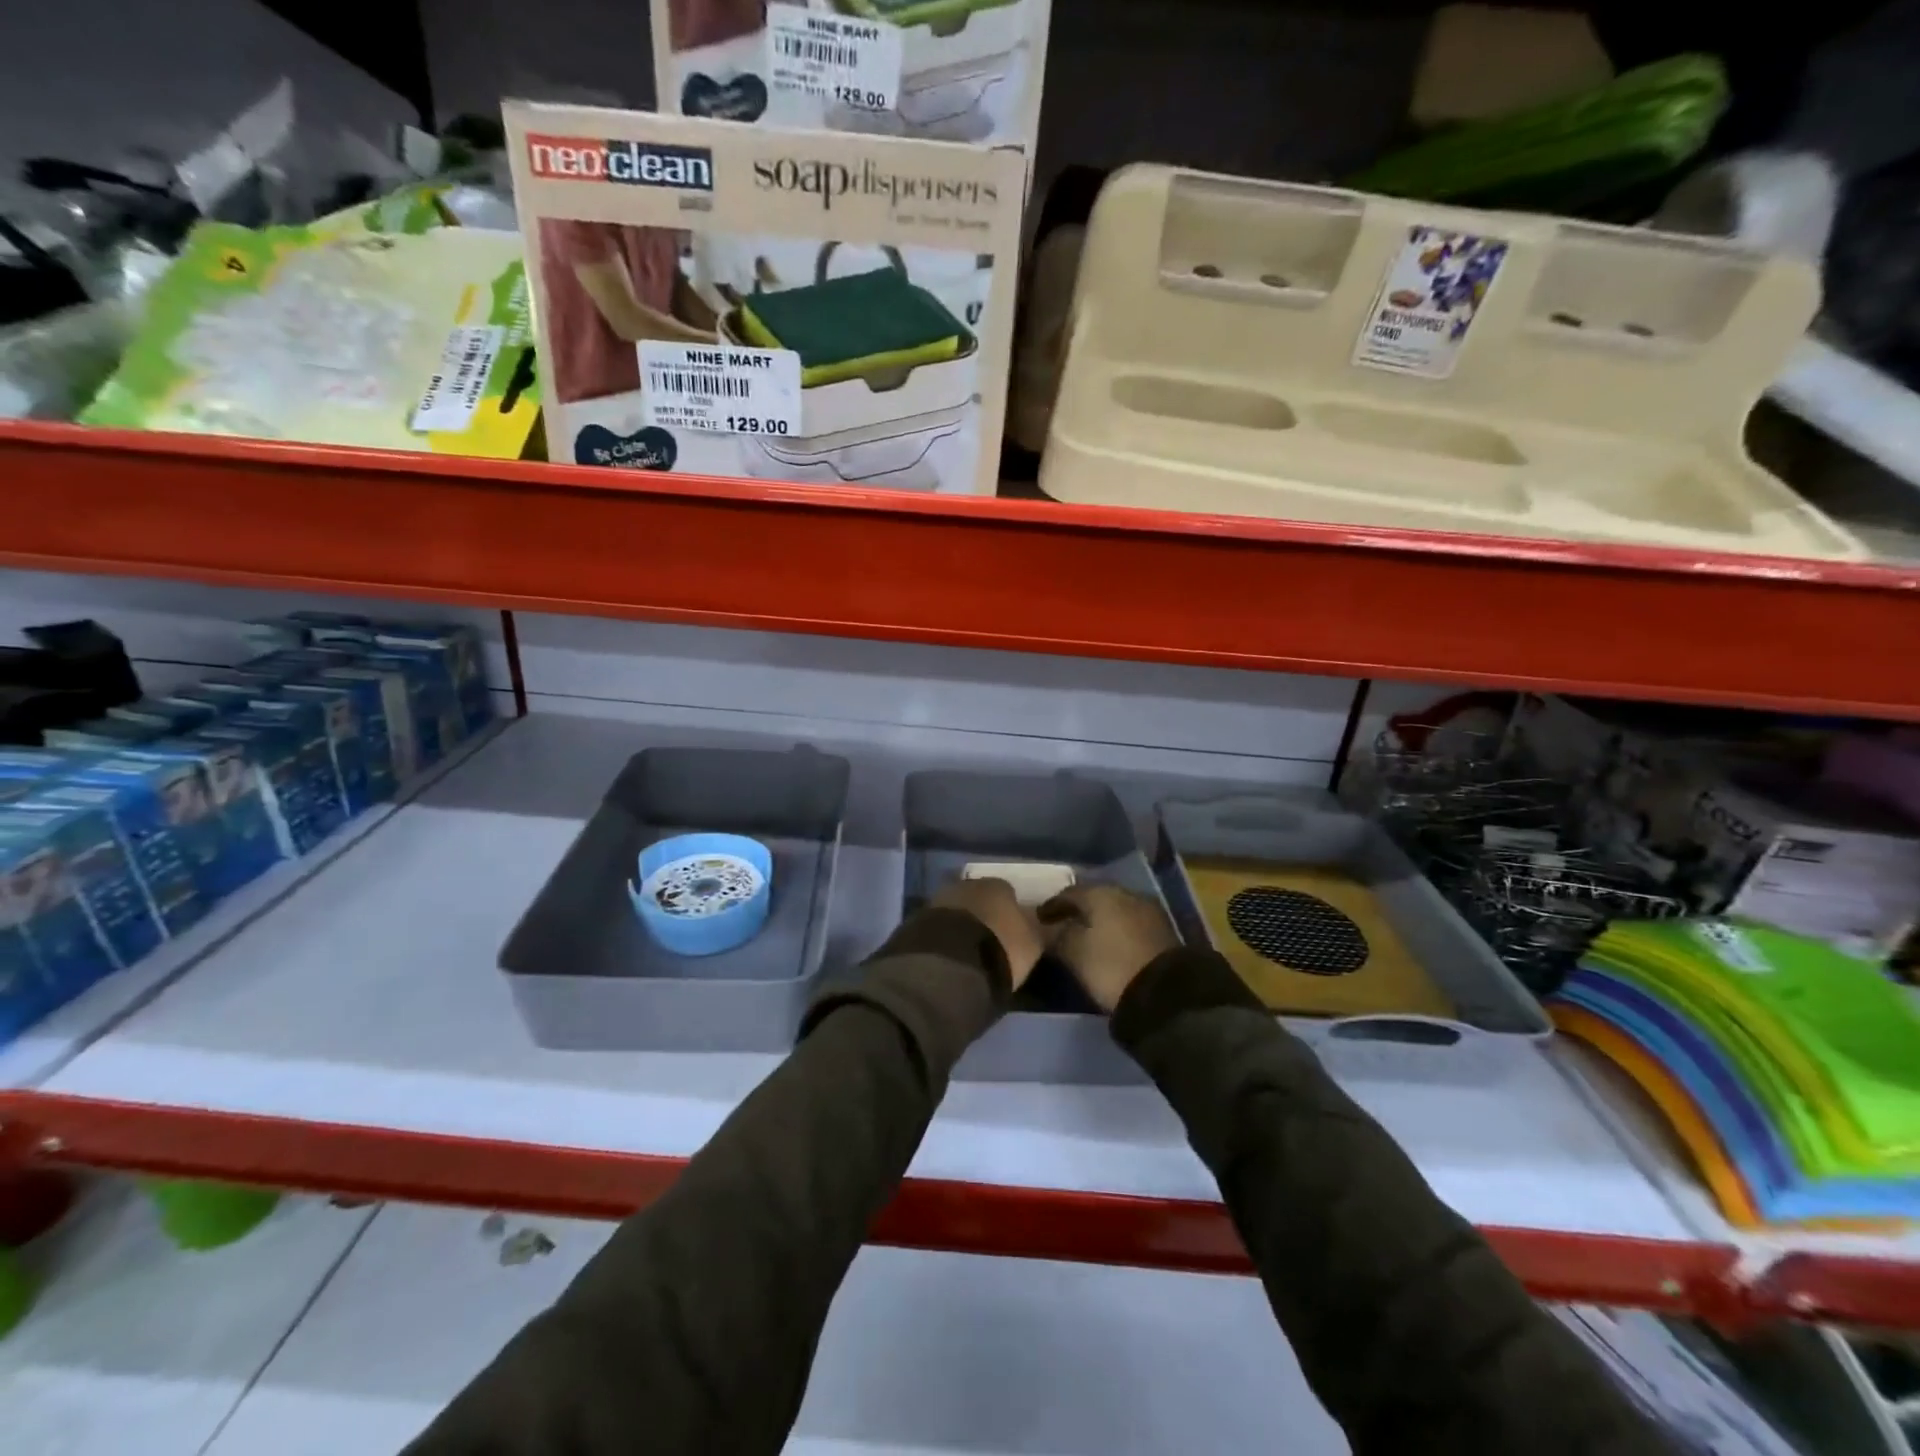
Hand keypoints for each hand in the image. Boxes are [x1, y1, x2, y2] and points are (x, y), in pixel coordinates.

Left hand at [931, 877, 1043, 989]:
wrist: (949, 964)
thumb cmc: (1000, 950)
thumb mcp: (1032, 944)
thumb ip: (1035, 930)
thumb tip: (1038, 924)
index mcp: (998, 885)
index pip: (1008, 892)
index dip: (1010, 912)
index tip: (1012, 932)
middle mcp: (967, 884)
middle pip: (979, 897)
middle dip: (983, 914)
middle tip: (988, 940)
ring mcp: (939, 899)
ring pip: (956, 909)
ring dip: (960, 924)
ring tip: (966, 951)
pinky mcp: (917, 919)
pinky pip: (937, 926)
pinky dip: (943, 936)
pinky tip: (947, 954)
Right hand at [1038, 884, 1178, 1011]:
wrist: (1165, 991)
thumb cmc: (1111, 966)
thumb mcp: (1074, 953)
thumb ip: (1057, 935)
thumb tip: (1048, 927)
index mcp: (1100, 893)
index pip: (1068, 893)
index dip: (1051, 906)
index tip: (1038, 920)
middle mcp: (1125, 893)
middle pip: (1093, 897)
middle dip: (1077, 910)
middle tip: (1061, 925)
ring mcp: (1147, 909)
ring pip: (1114, 909)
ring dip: (1098, 919)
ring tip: (1085, 936)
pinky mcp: (1161, 929)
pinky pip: (1129, 922)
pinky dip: (1115, 929)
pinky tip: (1108, 943)